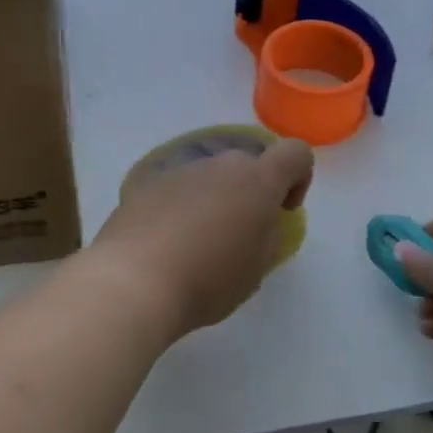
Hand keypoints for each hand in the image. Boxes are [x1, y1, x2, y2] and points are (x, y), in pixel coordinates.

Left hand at [81, 138, 313, 343]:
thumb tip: (259, 222)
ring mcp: (179, 170)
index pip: (295, 153)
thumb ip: (267, 235)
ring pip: (208, 175)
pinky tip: (166, 241)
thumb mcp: (256, 269)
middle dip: (250, 192)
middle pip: (247, 164)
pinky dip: (180, 206)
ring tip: (196, 243)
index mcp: (256, 181)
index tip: (282, 210)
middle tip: (238, 235)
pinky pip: (176, 188)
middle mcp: (218, 165)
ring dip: (213, 199)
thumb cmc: (207, 280)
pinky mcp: (146, 183)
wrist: (134, 280)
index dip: (298, 178)